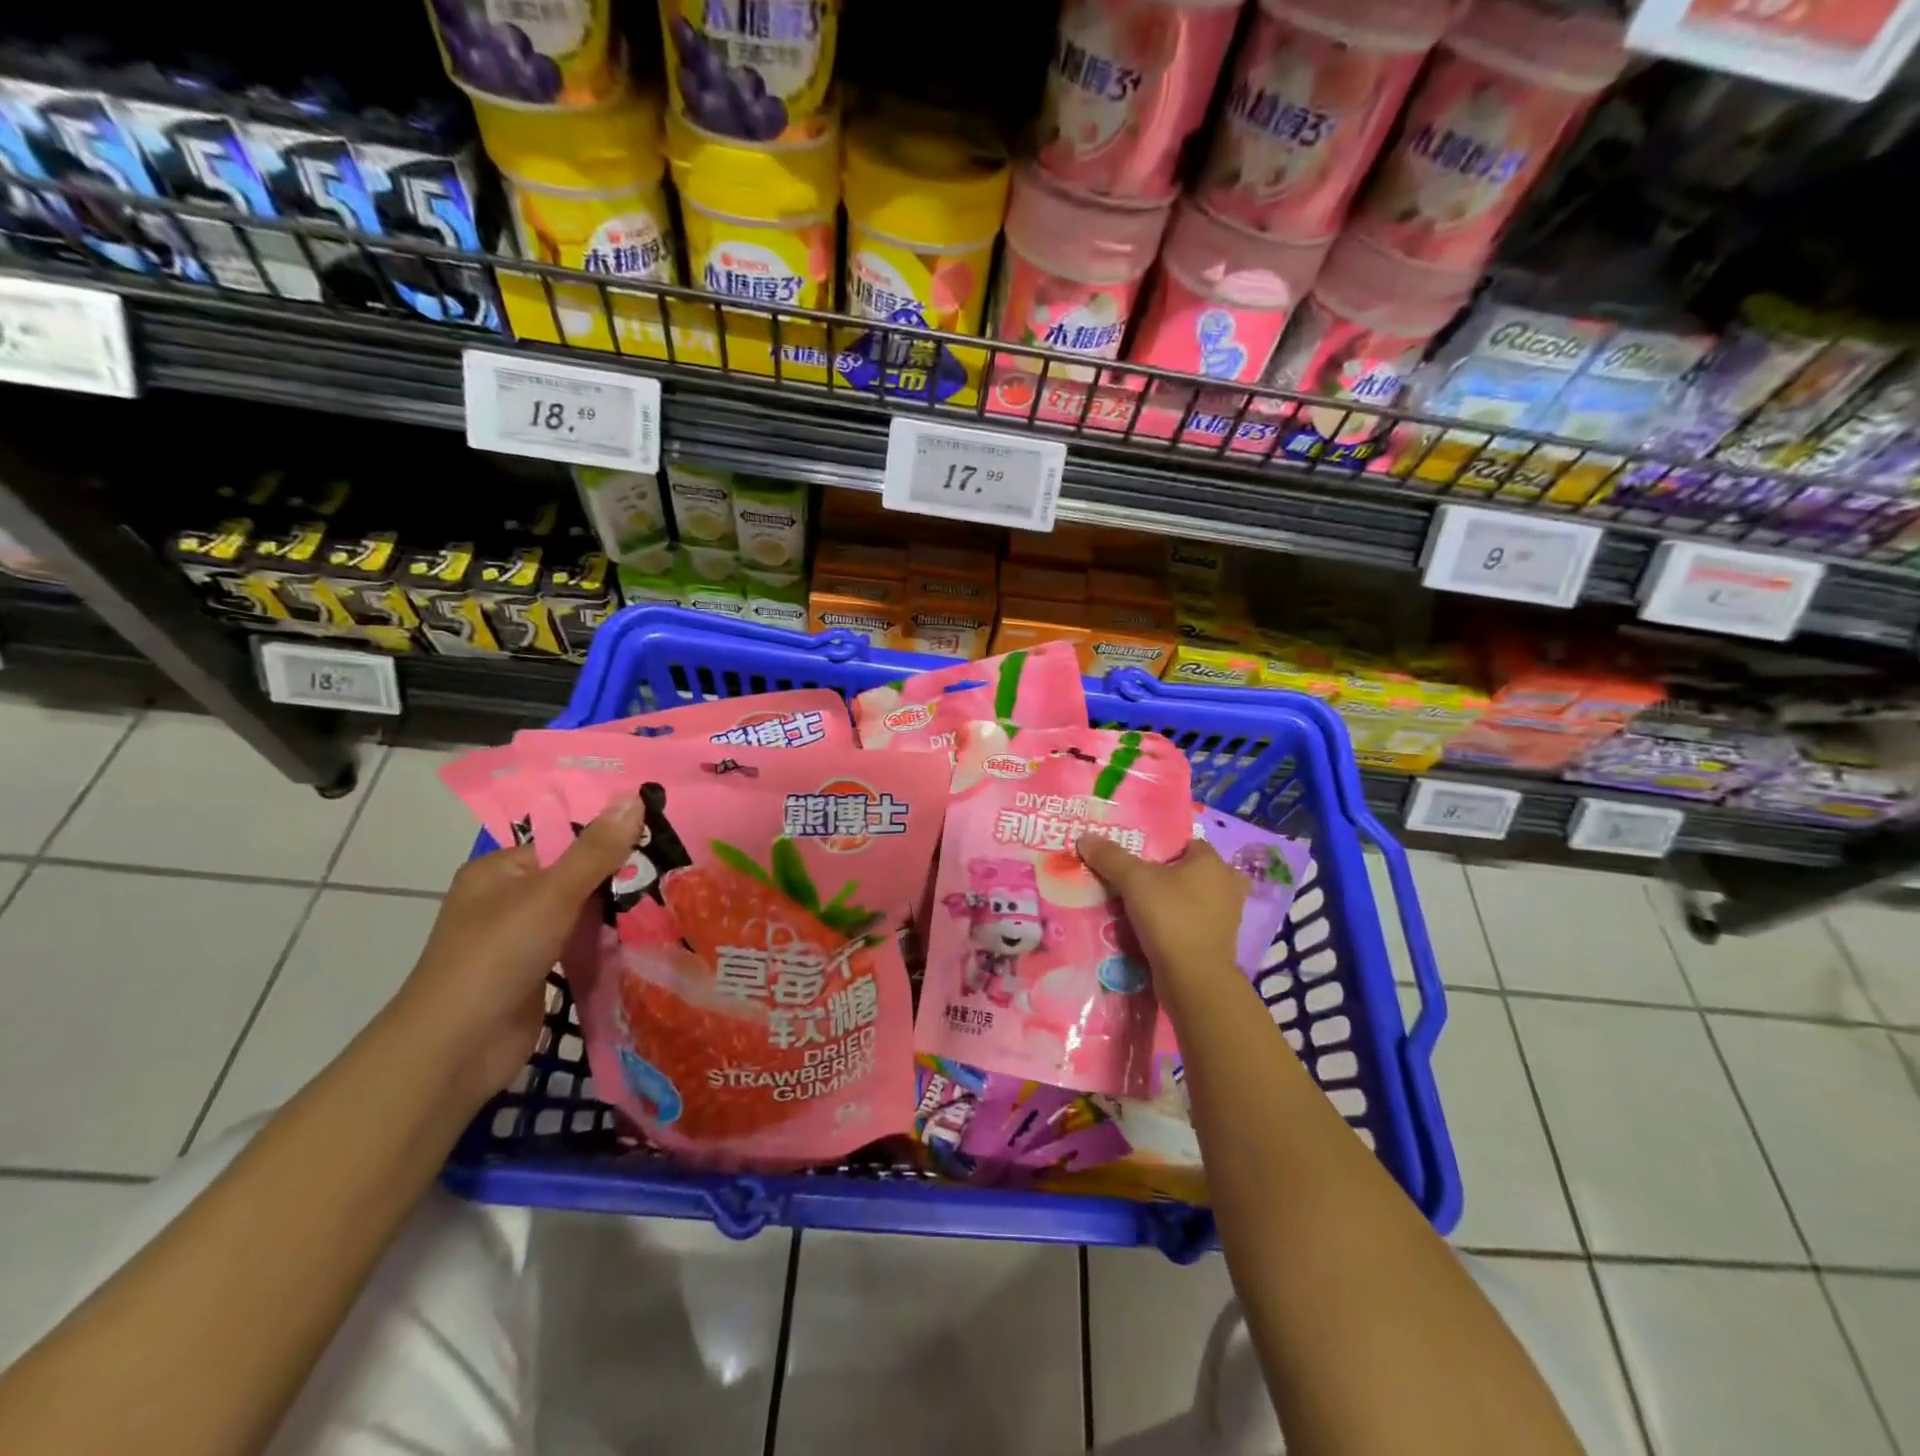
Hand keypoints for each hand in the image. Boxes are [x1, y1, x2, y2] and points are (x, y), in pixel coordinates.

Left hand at [389, 795, 645, 1109]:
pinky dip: (608, 943)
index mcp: (500, 870)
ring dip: (618, 913)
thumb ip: (597, 850)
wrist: (456, 1049)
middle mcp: (509, 899)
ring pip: (582, 914)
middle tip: (676, 872)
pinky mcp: (538, 972)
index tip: (662, 841)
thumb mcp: (552, 894)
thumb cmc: (497, 957)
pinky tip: (649, 938)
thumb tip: (635, 797)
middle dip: (621, 878)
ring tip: (675, 900)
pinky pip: (581, 946)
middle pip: (578, 877)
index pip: (566, 843)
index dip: (612, 840)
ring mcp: (523, 939)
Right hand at [1078, 834, 1246, 1003]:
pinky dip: (1174, 921)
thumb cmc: (1170, 917)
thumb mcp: (1134, 881)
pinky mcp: (1218, 940)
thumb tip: (1085, 837)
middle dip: (1163, 874)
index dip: (1158, 846)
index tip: (1132, 855)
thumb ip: (1110, 857)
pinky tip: (1150, 926)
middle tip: (1131, 879)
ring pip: (1189, 897)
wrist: (1193, 979)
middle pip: (1186, 870)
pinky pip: (1191, 920)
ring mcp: (1226, 915)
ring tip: (1136, 903)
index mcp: (1213, 861)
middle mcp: (1227, 884)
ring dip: (1168, 899)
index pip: (1184, 842)